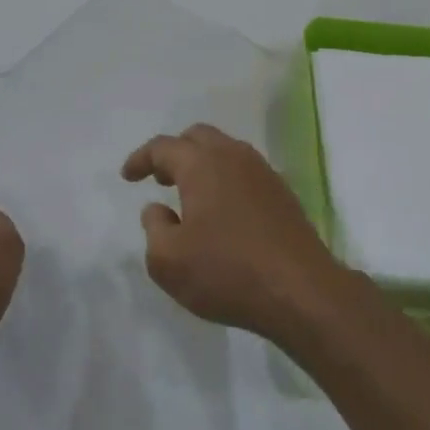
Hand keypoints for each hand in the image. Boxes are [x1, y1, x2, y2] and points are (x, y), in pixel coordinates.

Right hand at [122, 124, 342, 342]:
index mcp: (201, 164)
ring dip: (202, 165)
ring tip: (189, 196)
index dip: (141, 159)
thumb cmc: (227, 273)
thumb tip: (157, 209)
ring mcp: (263, 173)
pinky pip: (245, 172)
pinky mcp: (283, 194)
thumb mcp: (168, 260)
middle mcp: (233, 157)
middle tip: (160, 179)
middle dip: (174, 153)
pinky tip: (222, 212)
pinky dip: (225, 180)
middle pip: (198, 137)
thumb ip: (154, 228)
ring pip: (225, 151)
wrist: (302, 292)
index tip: (128, 177)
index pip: (163, 147)